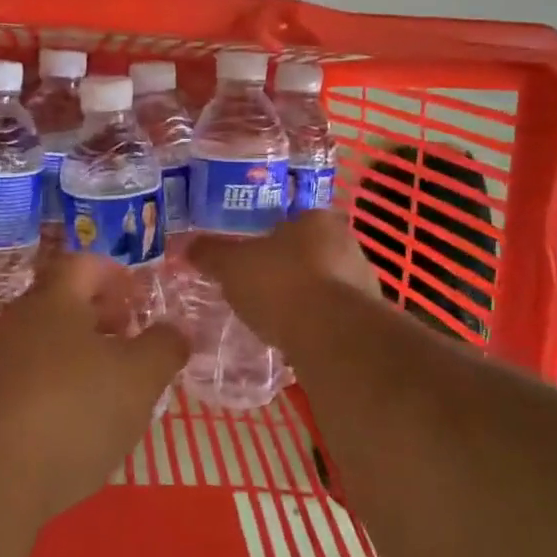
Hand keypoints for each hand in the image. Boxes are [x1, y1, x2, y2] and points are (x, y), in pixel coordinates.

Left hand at [0, 255, 189, 520]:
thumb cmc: (72, 411)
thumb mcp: (139, 378)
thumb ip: (164, 347)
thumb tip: (176, 329)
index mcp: (54, 300)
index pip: (84, 264)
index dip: (116, 276)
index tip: (140, 302)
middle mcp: (19, 320)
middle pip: (63, 303)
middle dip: (102, 318)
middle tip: (133, 344)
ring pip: (47, 343)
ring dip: (82, 356)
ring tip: (113, 388)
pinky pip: (31, 379)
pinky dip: (59, 388)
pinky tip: (78, 424)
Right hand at [186, 210, 379, 348]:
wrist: (332, 337)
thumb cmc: (280, 284)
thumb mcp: (231, 266)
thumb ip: (210, 254)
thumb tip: (187, 246)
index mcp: (317, 219)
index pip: (293, 219)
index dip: (271, 235)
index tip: (253, 254)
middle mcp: (347, 242)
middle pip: (311, 250)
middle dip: (289, 266)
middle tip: (260, 284)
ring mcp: (363, 281)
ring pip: (326, 283)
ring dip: (306, 296)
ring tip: (276, 315)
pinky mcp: (368, 318)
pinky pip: (335, 315)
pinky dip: (317, 323)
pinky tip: (296, 337)